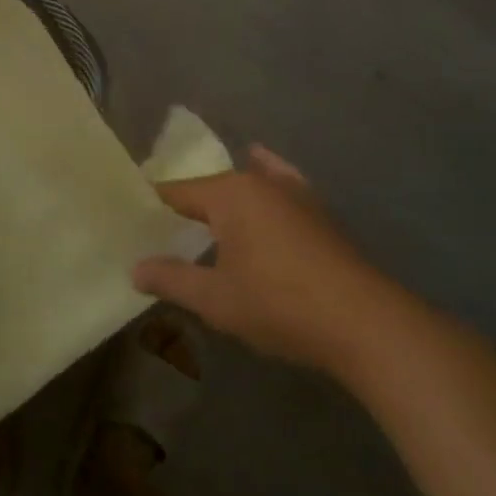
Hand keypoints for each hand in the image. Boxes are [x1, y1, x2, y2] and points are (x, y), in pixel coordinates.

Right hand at [133, 145, 433, 375]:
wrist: (366, 324)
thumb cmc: (280, 304)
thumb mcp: (215, 299)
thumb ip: (171, 280)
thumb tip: (134, 269)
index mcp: (230, 193)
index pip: (176, 192)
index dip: (151, 206)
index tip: (129, 220)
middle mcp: (261, 183)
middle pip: (210, 188)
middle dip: (185, 207)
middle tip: (158, 230)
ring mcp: (296, 195)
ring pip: (246, 186)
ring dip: (223, 200)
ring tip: (198, 214)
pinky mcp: (319, 214)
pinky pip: (281, 186)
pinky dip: (266, 181)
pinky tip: (263, 171)